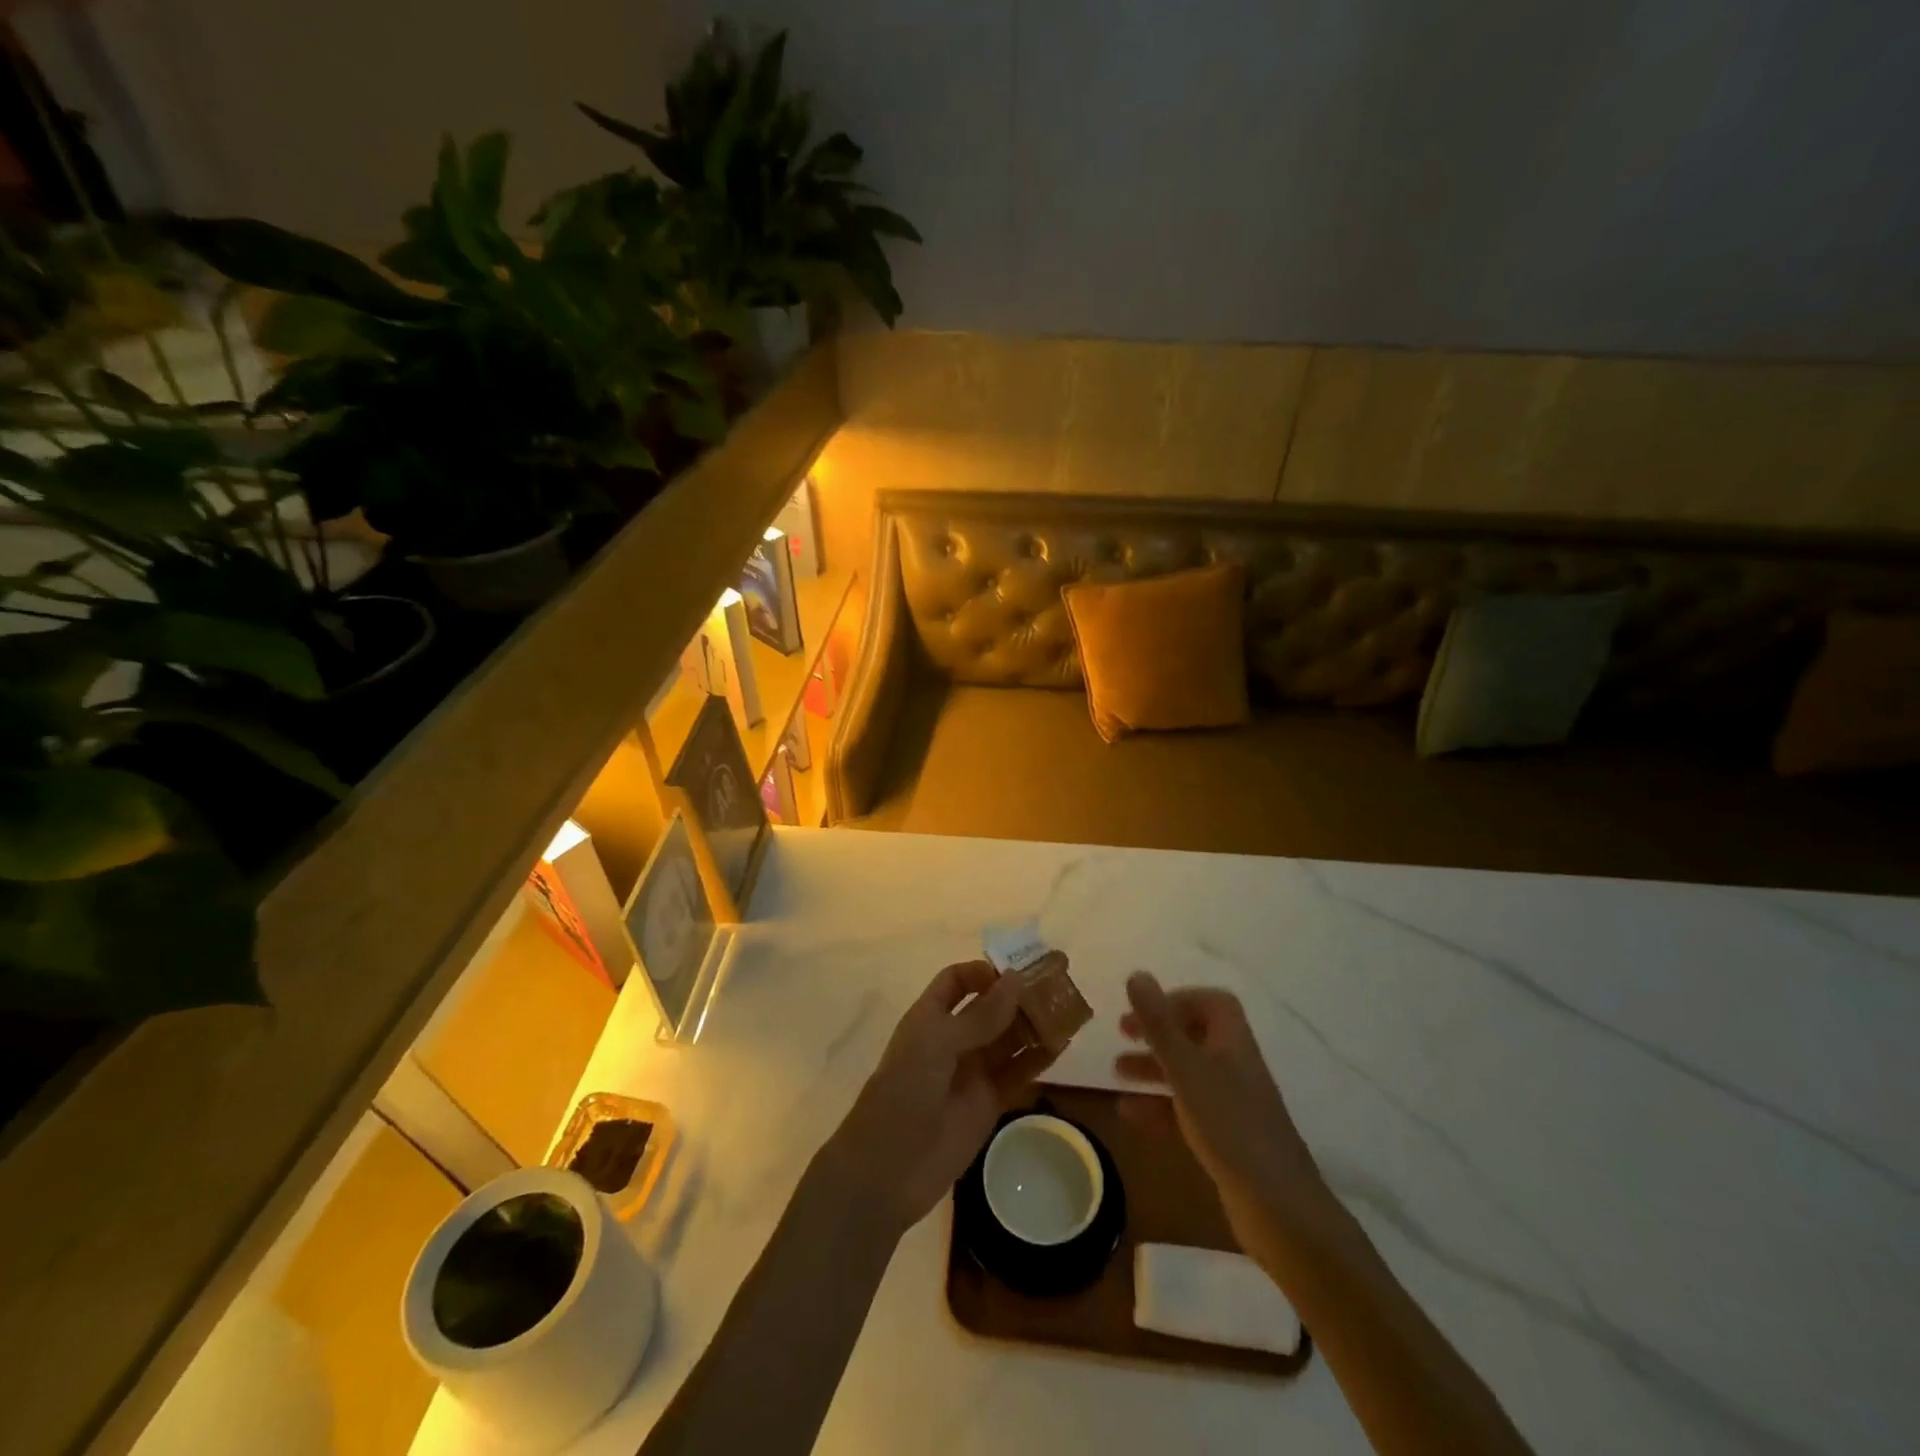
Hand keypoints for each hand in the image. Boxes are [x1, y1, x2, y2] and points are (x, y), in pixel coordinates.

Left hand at [828, 961, 1042, 1234]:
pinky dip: (1038, 1058)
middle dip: (1019, 994)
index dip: (984, 972)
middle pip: (990, 1007)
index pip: (957, 981)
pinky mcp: (989, 1102)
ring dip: (1034, 1023)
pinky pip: (1018, 1073)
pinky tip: (1062, 1045)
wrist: (888, 1169)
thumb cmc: (904, 1092)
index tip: (1016, 970)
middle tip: (1057, 982)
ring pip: (1009, 1038)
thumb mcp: (937, 1044)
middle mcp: (953, 1039)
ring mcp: (972, 1071)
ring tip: (1067, 1010)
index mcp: (930, 1017)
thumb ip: (980, 1016)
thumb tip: (1016, 979)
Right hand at [1117, 972, 1329, 1256]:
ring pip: (1188, 1074)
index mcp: (1233, 1043)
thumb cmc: (1230, 1126)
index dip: (1179, 999)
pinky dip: (1158, 1107)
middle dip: (1158, 1032)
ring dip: (1153, 1069)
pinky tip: (1129, 1114)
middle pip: (1196, 1036)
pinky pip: (1187, 1110)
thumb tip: (1137, 974)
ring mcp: (1233, 1106)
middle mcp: (1235, 1067)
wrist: (1278, 1209)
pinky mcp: (1226, 1140)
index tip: (1144, 1008)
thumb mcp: (1186, 1069)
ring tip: (1115, 1072)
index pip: (1213, 1003)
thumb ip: (1159, 1023)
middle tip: (1122, 1033)